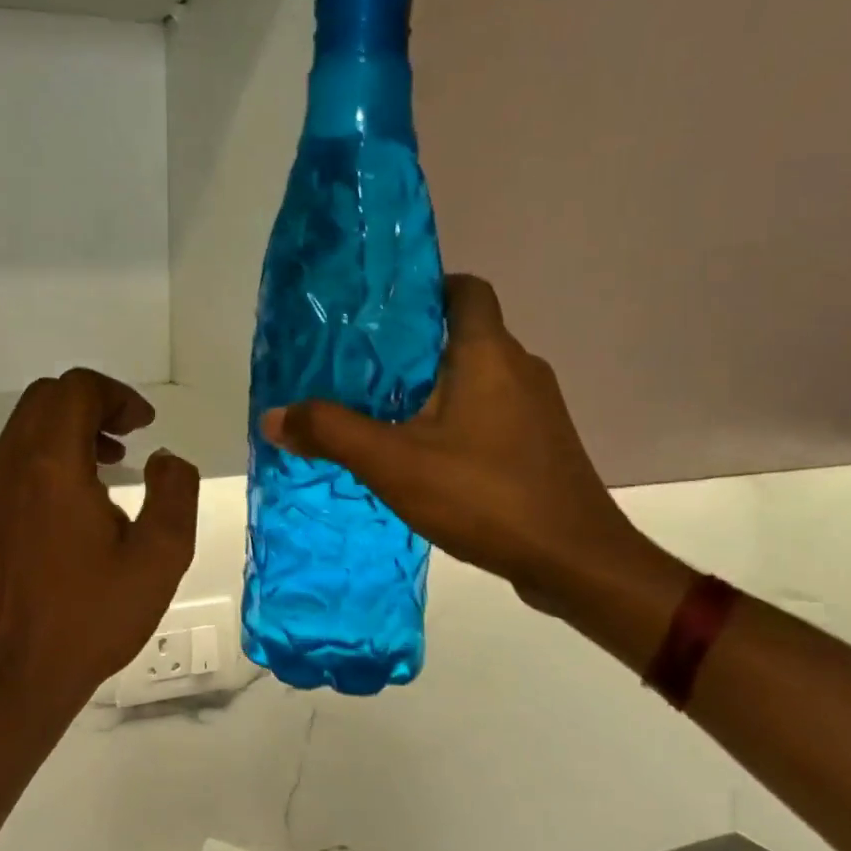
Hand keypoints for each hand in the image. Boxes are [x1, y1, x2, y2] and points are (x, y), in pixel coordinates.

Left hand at [0, 369, 200, 723]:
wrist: (18, 676)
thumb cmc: (92, 617)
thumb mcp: (160, 557)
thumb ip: (174, 491)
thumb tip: (164, 459)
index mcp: (50, 465)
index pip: (76, 389)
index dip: (117, 395)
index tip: (144, 427)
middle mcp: (7, 465)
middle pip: (46, 398)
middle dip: (92, 404)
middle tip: (128, 437)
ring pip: (24, 427)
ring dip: (67, 429)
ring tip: (107, 467)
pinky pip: (11, 460)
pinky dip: (45, 456)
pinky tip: (72, 502)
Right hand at [261, 275, 648, 610]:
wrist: (576, 563)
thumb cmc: (484, 496)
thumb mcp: (392, 463)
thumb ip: (330, 433)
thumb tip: (274, 416)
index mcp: (487, 354)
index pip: (464, 289)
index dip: (424, 287)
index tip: (379, 310)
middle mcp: (519, 369)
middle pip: (461, 334)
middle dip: (409, 346)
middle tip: (356, 366)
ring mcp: (536, 410)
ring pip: (473, 377)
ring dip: (429, 387)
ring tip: (377, 410)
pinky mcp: (539, 446)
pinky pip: (487, 413)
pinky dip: (452, 419)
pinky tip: (419, 454)